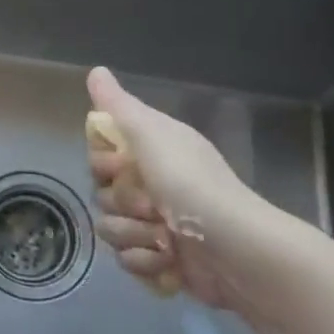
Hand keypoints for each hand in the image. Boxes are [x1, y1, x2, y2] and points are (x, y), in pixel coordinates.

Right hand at [86, 67, 327, 323]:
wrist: (238, 251)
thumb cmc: (192, 186)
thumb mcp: (152, 135)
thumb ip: (119, 105)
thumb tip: (95, 70)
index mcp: (152, 150)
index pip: (101, 152)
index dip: (103, 161)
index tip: (118, 165)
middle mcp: (153, 183)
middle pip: (102, 192)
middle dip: (122, 203)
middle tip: (151, 205)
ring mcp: (157, 223)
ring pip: (110, 227)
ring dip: (134, 235)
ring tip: (164, 239)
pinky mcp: (161, 259)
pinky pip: (127, 260)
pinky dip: (146, 263)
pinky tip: (168, 262)